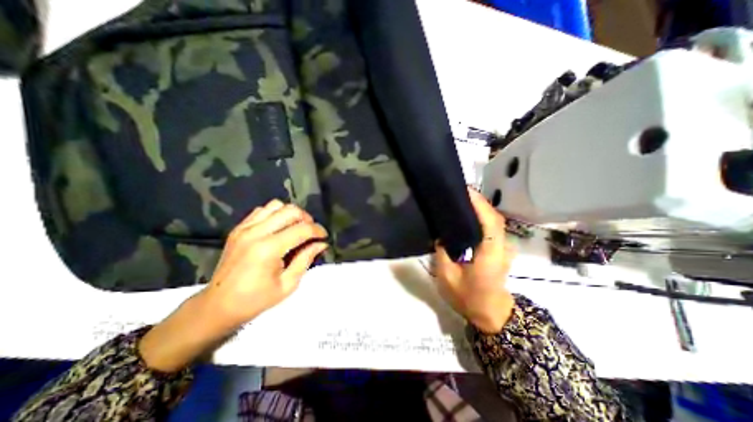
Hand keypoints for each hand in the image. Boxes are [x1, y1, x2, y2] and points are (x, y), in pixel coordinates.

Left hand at [204, 200, 330, 325]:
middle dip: (307, 219)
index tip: (324, 237)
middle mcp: (256, 232)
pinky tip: (279, 227)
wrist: (217, 306)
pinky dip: (275, 214)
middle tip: (311, 232)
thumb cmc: (255, 300)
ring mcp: (245, 228)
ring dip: (291, 214)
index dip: (318, 231)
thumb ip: (306, 259)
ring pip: (276, 205)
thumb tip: (321, 244)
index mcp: (269, 249)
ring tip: (296, 228)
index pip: (302, 229)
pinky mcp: (238, 228)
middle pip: (290, 211)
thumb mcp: (288, 284)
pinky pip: (262, 210)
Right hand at [432, 188, 515, 332]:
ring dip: (481, 207)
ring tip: (461, 199)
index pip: (490, 222)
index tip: (465, 190)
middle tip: (459, 192)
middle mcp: (501, 247)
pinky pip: (492, 226)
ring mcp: (503, 247)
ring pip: (495, 220)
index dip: (480, 204)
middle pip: (495, 217)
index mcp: (490, 254)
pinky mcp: (500, 248)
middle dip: (479, 201)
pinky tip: (468, 214)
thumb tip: (441, 235)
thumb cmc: (469, 298)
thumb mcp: (447, 277)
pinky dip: (483, 216)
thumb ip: (442, 253)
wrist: (491, 313)